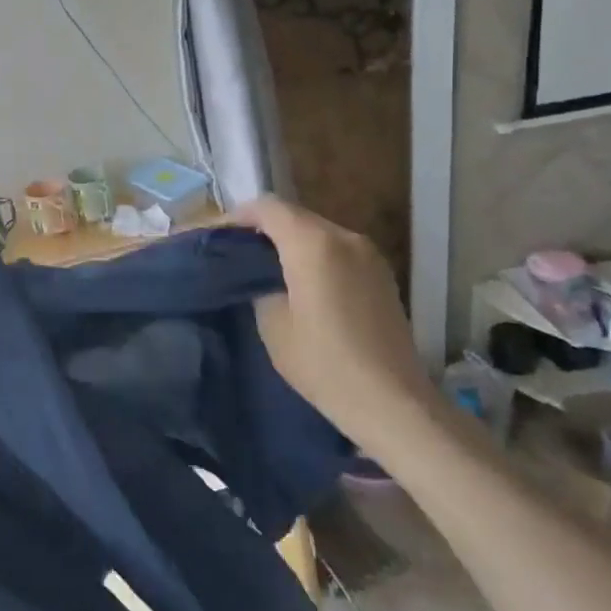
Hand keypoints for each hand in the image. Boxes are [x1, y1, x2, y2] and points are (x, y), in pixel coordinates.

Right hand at [233, 198, 436, 449]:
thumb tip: (260, 274)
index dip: (238, 216)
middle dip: (263, 228)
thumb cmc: (323, 363)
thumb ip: (260, 284)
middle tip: (237, 254)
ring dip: (290, 242)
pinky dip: (314, 255)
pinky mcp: (381, 274)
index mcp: (313, 243)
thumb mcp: (273, 324)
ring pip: (317, 231)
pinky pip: (338, 250)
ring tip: (266, 269)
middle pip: (294, 215)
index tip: (218, 238)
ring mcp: (368, 254)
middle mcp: (344, 237)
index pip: (268, 207)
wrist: (392, 402)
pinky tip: (302, 283)